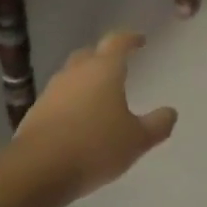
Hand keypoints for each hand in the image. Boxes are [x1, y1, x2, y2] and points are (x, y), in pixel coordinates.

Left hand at [13, 32, 177, 199]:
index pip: (117, 42)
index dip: (130, 38)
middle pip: (89, 54)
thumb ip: (157, 125)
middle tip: (117, 66)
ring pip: (71, 76)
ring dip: (85, 80)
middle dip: (104, 56)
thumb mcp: (137, 140)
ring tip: (99, 96)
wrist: (39, 168)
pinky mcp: (36, 111)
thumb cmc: (96, 146)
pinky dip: (71, 101)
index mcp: (104, 70)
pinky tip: (78, 120)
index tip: (140, 40)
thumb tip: (170, 112)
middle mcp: (75, 73)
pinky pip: (59, 98)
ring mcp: (52, 91)